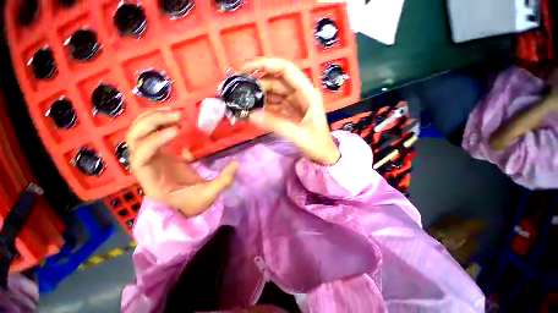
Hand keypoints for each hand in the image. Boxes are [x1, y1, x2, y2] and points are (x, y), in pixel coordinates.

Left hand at [127, 108, 238, 216]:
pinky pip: (149, 133)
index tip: (178, 131)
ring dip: (152, 118)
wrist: (184, 205)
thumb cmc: (192, 203)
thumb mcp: (209, 195)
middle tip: (178, 116)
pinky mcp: (159, 152)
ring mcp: (150, 157)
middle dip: (152, 123)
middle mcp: (145, 166)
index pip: (141, 157)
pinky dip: (156, 121)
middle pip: (134, 140)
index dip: (155, 141)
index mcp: (152, 180)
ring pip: (137, 133)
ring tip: (175, 112)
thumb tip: (237, 163)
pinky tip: (172, 116)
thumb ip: (223, 181)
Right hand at [242, 58, 339, 164]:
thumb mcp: (298, 135)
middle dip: (258, 81)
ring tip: (241, 99)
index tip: (245, 69)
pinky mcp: (289, 112)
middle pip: (276, 80)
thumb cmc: (317, 145)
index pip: (286, 70)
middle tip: (238, 88)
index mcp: (308, 93)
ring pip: (273, 92)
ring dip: (258, 94)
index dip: (265, 65)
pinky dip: (262, 106)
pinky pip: (273, 105)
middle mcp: (300, 94)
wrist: (323, 156)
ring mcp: (294, 103)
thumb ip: (276, 124)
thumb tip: (250, 114)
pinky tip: (252, 109)